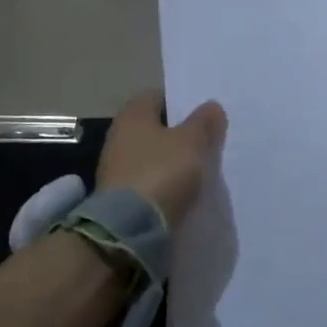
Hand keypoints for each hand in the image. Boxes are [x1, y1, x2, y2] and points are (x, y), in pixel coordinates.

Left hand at [98, 89, 227, 226]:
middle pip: (154, 128)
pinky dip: (163, 184)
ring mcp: (116, 169)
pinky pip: (148, 182)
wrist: (128, 230)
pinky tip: (182, 192)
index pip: (157, 96)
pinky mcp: (119, 197)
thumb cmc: (161, 173)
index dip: (181, 102)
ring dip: (171, 162)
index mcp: (132, 115)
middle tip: (206, 142)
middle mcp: (118, 137)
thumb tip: (211, 106)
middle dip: (178, 134)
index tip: (203, 116)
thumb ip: (203, 123)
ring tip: (199, 170)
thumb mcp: (192, 143)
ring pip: (151, 156)